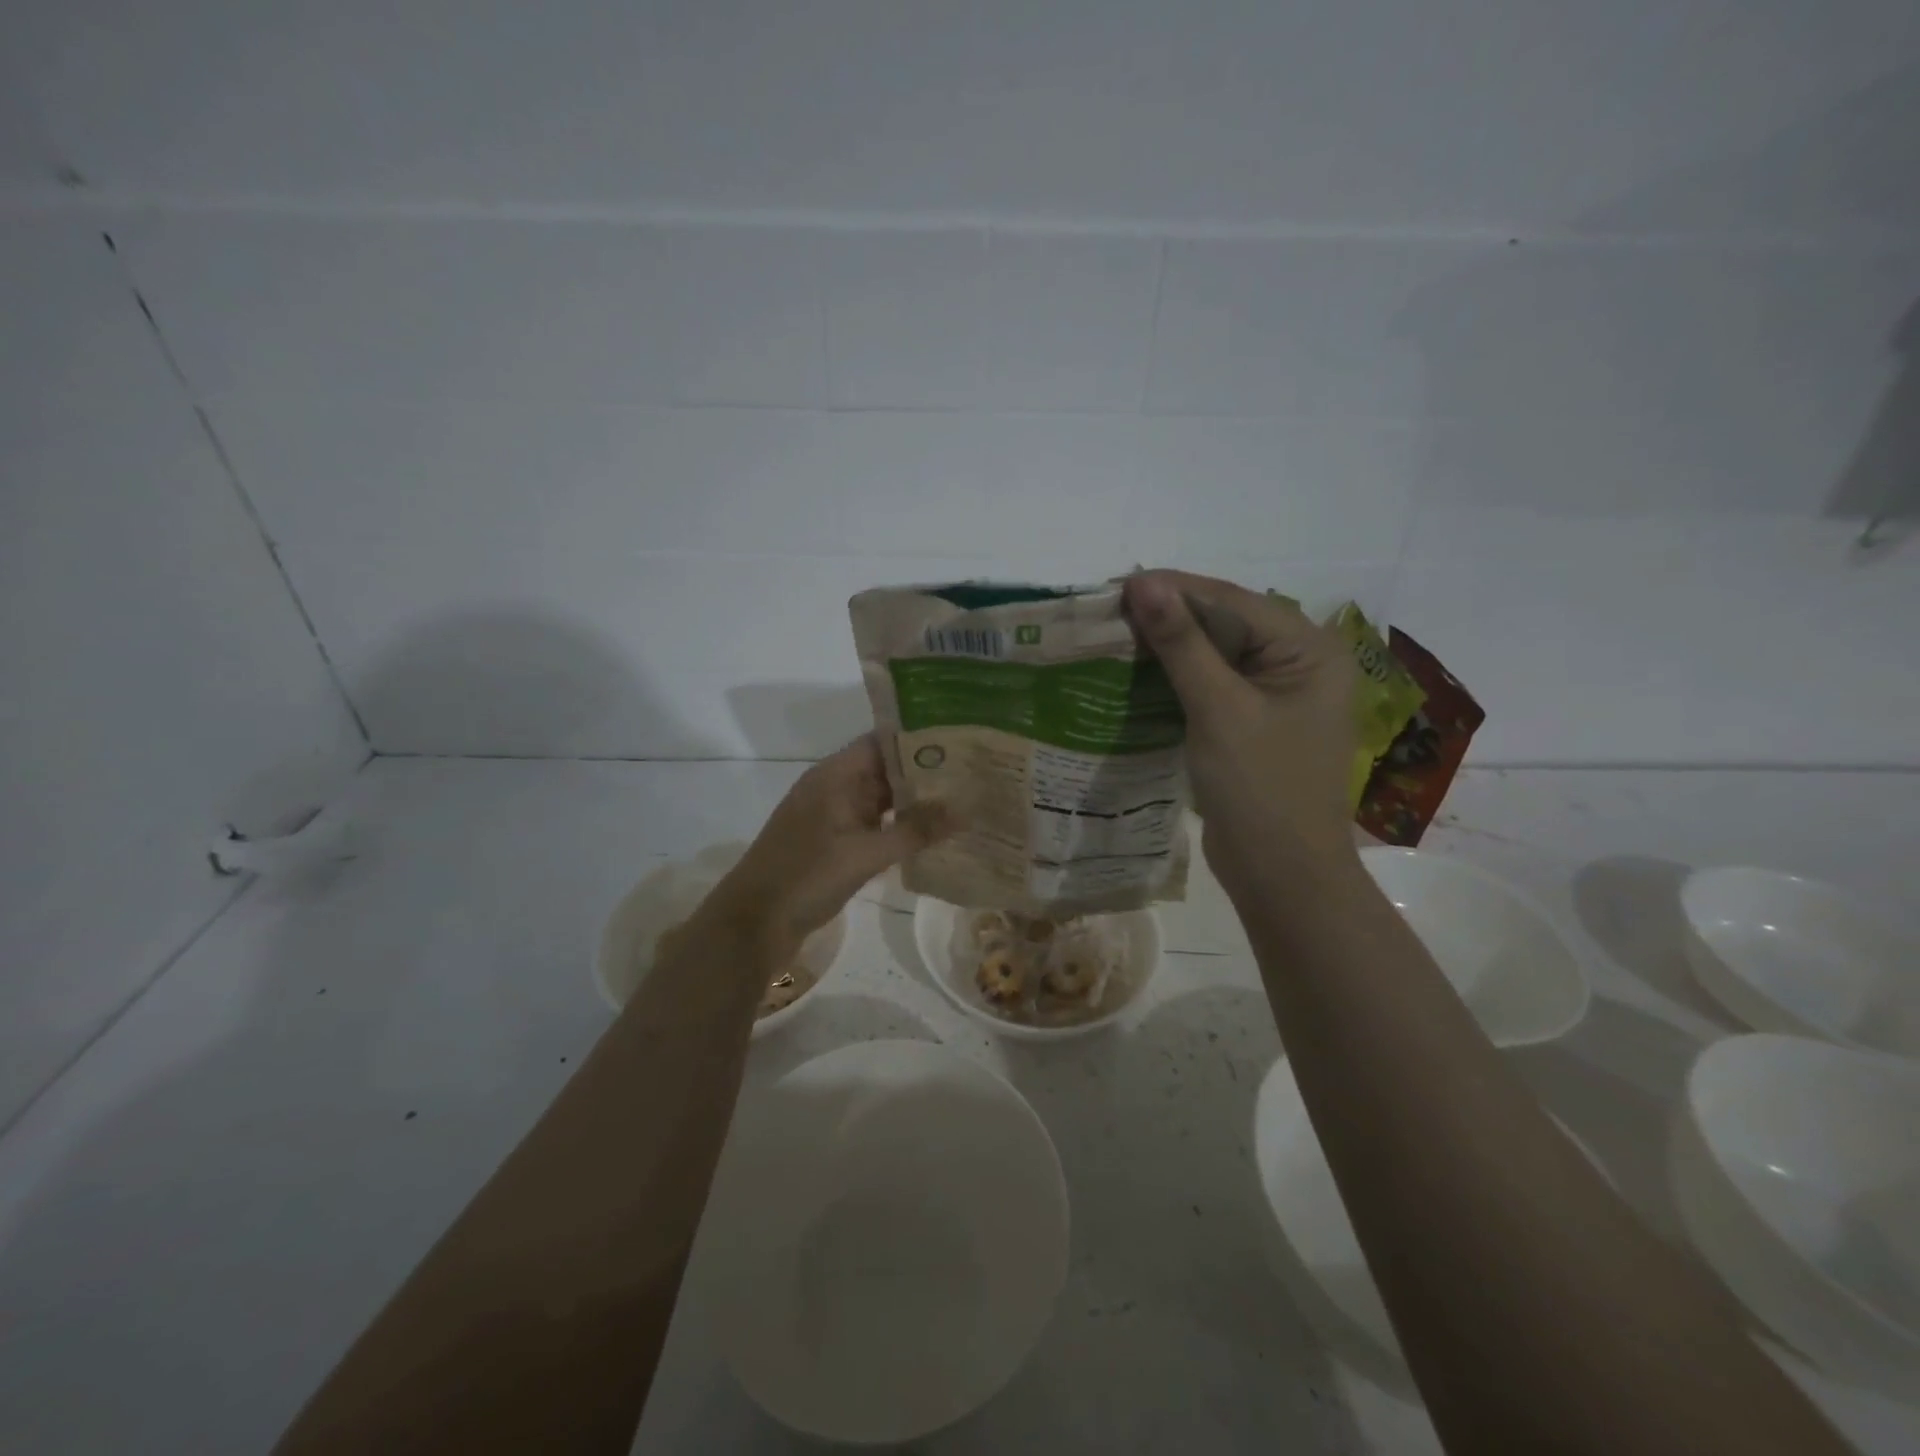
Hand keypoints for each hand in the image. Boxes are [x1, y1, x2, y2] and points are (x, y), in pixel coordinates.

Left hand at [699, 735, 951, 955]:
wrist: (753, 924)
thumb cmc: (805, 877)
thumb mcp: (865, 854)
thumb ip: (915, 830)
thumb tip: (965, 810)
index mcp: (834, 775)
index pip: (882, 741)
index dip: (919, 737)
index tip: (960, 740)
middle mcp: (833, 788)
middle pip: (884, 768)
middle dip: (924, 771)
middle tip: (972, 773)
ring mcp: (832, 816)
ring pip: (880, 798)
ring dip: (913, 801)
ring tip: (961, 800)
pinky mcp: (833, 843)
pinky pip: (872, 824)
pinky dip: (898, 826)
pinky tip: (930, 834)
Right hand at [1123, 570, 1356, 888]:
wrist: (1282, 876)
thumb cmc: (1260, 789)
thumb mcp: (1219, 709)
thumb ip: (1182, 644)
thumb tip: (1144, 582)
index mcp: (1308, 649)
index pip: (1233, 601)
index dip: (1175, 590)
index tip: (1115, 586)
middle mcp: (1299, 662)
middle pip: (1225, 623)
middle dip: (1169, 618)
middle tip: (1108, 611)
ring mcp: (1276, 695)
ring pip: (1214, 654)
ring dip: (1168, 648)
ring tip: (1113, 636)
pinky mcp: (1253, 723)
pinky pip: (1212, 686)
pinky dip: (1176, 679)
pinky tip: (1136, 674)